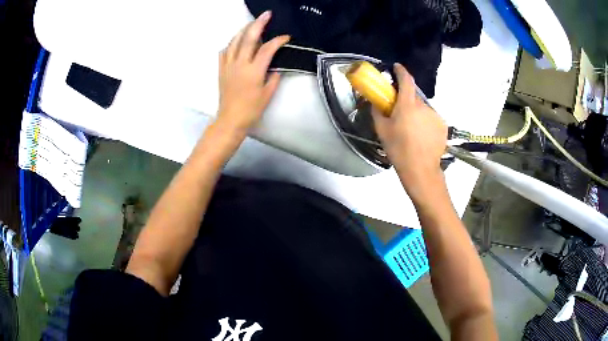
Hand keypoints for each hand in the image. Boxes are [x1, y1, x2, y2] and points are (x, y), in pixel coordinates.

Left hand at [216, 11, 289, 139]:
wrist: (230, 119)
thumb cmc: (251, 109)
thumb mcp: (268, 94)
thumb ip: (274, 77)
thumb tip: (275, 67)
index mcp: (254, 70)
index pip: (267, 48)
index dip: (278, 40)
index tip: (286, 37)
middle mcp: (240, 64)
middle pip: (248, 38)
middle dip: (259, 24)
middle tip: (266, 15)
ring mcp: (228, 65)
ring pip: (234, 41)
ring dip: (244, 30)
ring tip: (252, 24)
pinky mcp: (221, 69)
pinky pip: (225, 51)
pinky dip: (231, 43)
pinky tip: (236, 42)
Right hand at [372, 63, 447, 199]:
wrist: (420, 170)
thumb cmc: (398, 149)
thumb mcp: (382, 130)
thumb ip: (377, 111)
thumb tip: (375, 102)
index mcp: (408, 105)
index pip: (406, 80)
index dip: (401, 71)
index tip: (397, 67)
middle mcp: (424, 106)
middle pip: (414, 97)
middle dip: (407, 101)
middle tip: (400, 114)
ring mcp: (435, 116)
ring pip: (423, 109)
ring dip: (417, 114)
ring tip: (412, 130)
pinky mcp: (442, 126)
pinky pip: (431, 119)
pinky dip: (425, 123)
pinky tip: (422, 137)